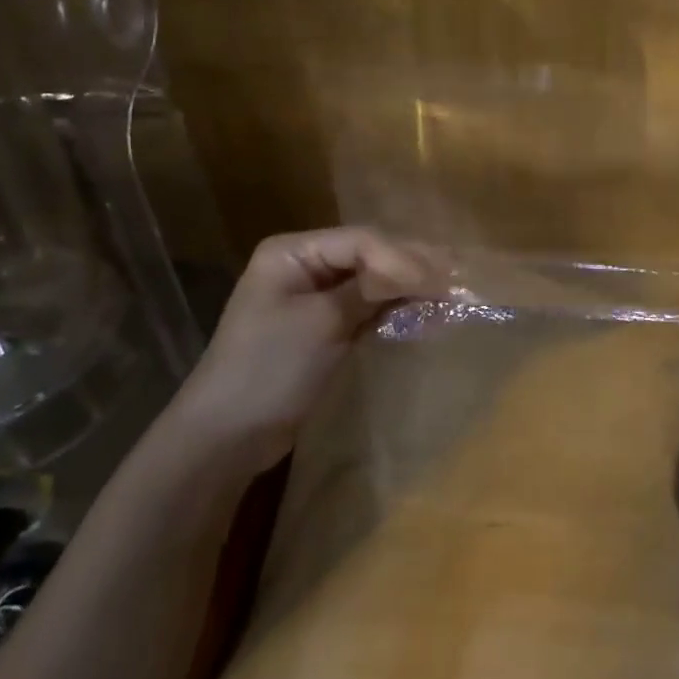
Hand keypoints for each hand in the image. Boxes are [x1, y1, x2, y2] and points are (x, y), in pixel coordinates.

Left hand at [168, 227, 443, 466]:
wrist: (225, 438)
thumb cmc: (269, 369)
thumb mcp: (323, 322)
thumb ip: (372, 290)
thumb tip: (425, 273)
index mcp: (292, 252)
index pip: (361, 241)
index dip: (402, 257)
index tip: (439, 281)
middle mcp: (304, 264)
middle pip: (369, 256)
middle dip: (410, 269)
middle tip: (454, 281)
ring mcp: (313, 297)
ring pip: (371, 282)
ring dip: (406, 289)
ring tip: (447, 297)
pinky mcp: (323, 327)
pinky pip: (366, 307)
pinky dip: (393, 311)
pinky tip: (423, 315)